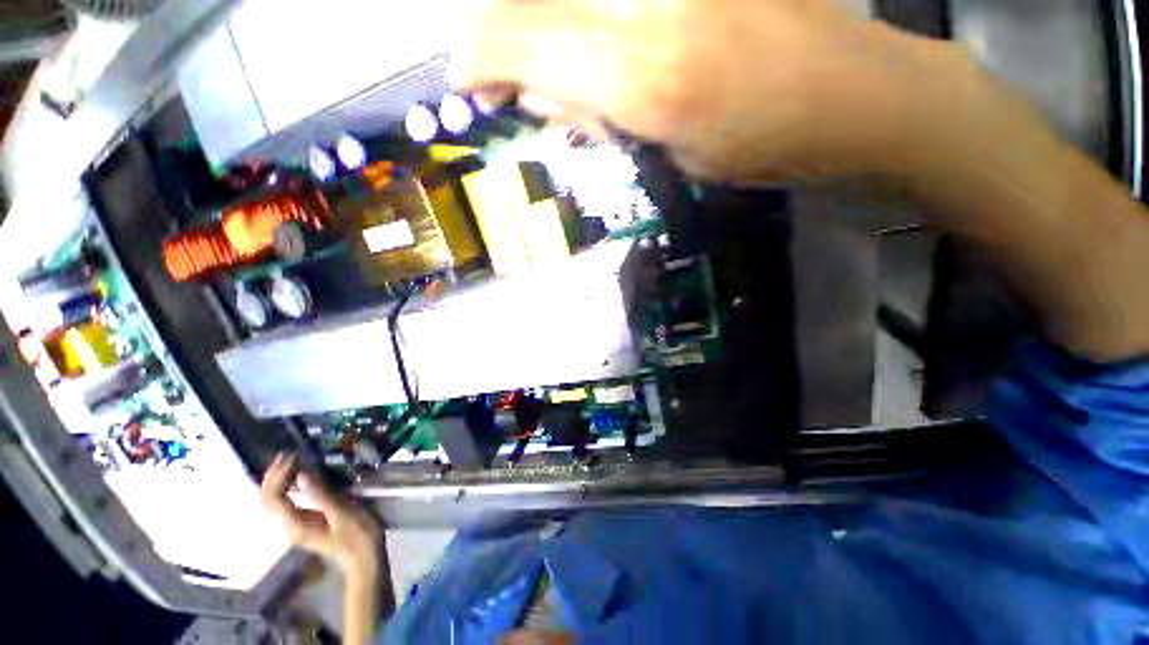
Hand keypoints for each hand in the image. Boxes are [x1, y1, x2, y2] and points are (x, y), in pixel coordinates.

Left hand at [260, 453, 380, 574]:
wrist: (365, 559)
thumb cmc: (358, 536)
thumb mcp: (343, 514)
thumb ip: (321, 495)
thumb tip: (303, 475)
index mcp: (296, 525)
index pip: (274, 498)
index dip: (278, 475)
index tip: (291, 456)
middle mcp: (290, 526)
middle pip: (269, 500)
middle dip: (272, 476)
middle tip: (286, 454)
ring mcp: (297, 526)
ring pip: (275, 502)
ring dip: (278, 480)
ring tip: (290, 461)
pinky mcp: (306, 523)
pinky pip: (288, 502)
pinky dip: (288, 487)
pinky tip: (300, 477)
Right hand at [452, 0, 965, 183]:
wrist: (855, 100)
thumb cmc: (762, 148)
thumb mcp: (667, 157)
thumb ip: (595, 116)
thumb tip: (531, 92)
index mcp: (643, 72)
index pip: (517, 37)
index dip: (477, 57)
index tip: (468, 82)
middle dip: (503, 39)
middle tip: (513, 80)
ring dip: (544, 25)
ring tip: (571, 72)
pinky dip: (584, 14)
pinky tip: (611, 38)